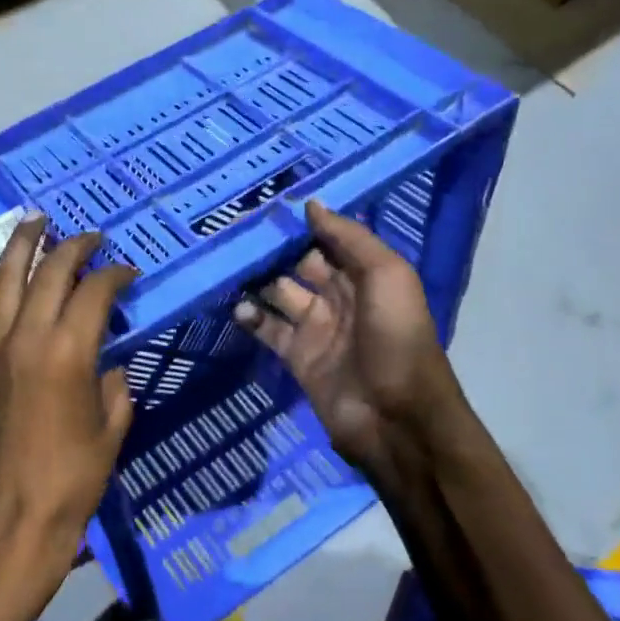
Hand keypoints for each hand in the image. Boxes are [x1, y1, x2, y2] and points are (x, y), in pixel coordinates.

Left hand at [0, 215, 136, 607]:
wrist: (17, 514)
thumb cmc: (75, 475)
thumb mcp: (113, 425)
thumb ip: (113, 383)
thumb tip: (106, 362)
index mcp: (69, 352)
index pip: (94, 291)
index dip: (115, 274)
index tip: (128, 273)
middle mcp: (27, 337)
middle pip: (49, 272)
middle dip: (73, 247)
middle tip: (90, 237)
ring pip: (1, 279)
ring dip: (19, 245)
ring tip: (34, 222)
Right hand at [235, 200, 462, 484]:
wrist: (395, 417)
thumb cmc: (396, 338)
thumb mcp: (387, 276)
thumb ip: (350, 238)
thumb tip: (311, 204)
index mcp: (365, 275)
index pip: (328, 240)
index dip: (301, 223)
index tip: (266, 203)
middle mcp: (339, 296)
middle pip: (299, 263)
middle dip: (272, 247)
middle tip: (233, 228)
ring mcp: (316, 327)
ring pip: (278, 293)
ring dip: (255, 279)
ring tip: (223, 261)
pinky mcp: (297, 356)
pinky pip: (268, 329)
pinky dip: (250, 317)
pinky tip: (234, 305)